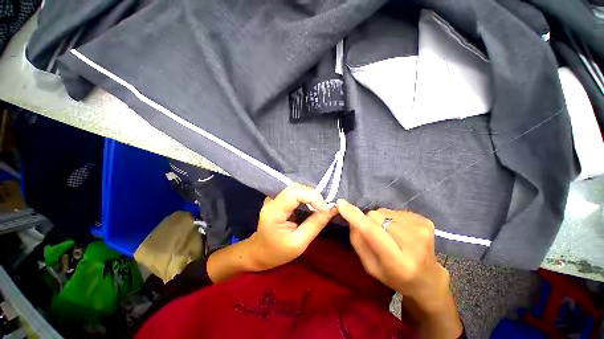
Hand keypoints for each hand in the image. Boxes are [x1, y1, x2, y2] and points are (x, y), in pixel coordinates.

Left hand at [247, 184, 337, 270]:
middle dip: (314, 195)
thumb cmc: (277, 252)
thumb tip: (333, 208)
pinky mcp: (278, 198)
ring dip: (311, 195)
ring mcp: (274, 197)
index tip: (326, 209)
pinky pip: (295, 192)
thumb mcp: (299, 243)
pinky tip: (313, 205)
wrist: (259, 252)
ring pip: (297, 188)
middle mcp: (272, 199)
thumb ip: (316, 224)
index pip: (295, 193)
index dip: (313, 197)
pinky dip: (307, 197)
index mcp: (274, 211)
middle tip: (325, 208)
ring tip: (321, 206)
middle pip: (296, 188)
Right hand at [337, 200, 461, 337]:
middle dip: (369, 221)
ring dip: (381, 220)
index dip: (356, 217)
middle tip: (377, 236)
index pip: (373, 233)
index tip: (341, 204)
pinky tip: (400, 232)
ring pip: (384, 211)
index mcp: (398, 263)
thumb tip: (351, 216)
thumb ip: (358, 241)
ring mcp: (423, 230)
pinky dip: (392, 218)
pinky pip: (395, 210)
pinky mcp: (426, 221)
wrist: (427, 278)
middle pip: (376, 216)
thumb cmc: (394, 276)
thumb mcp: (370, 266)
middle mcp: (414, 244)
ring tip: (390, 235)